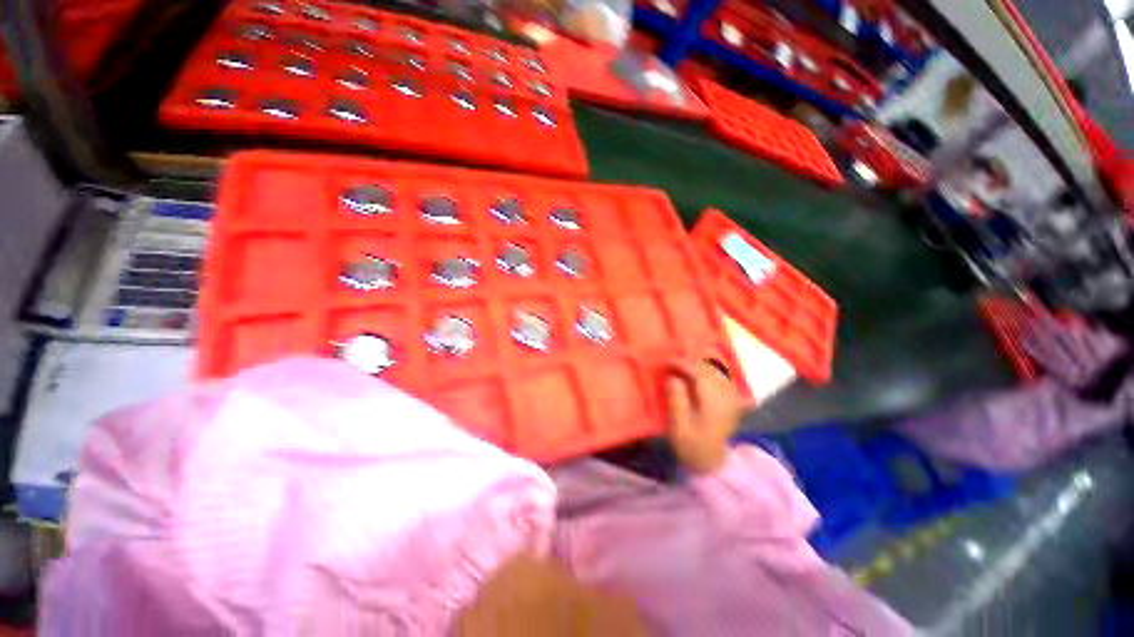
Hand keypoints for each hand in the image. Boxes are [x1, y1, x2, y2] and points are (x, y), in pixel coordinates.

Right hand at [665, 358, 745, 474]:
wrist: (712, 463)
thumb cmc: (691, 446)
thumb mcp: (678, 428)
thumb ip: (676, 402)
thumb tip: (673, 378)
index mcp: (713, 405)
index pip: (700, 375)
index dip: (683, 364)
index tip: (667, 362)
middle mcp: (726, 398)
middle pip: (712, 369)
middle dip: (692, 360)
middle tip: (674, 358)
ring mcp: (732, 398)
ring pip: (720, 370)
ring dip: (703, 361)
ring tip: (686, 356)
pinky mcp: (732, 400)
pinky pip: (725, 376)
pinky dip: (714, 367)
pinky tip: (704, 363)